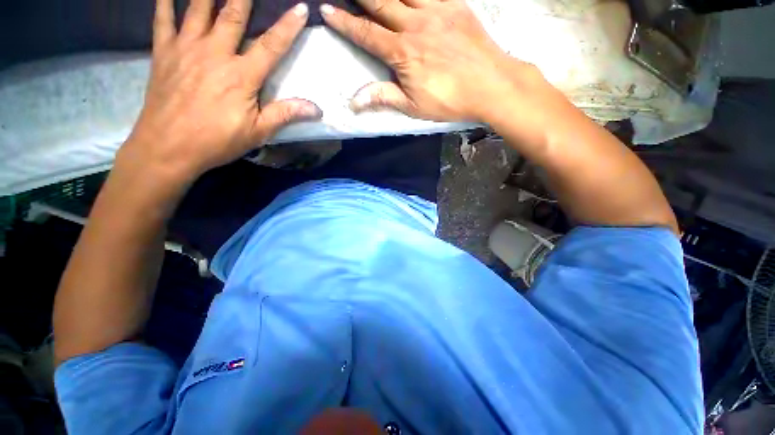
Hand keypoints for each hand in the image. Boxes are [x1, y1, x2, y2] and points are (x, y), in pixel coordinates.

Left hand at [121, 0, 320, 183]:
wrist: (168, 147)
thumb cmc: (217, 140)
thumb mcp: (258, 132)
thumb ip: (286, 114)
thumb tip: (317, 109)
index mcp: (242, 75)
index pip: (271, 45)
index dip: (288, 27)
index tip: (301, 8)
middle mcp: (215, 53)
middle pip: (233, 14)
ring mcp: (186, 49)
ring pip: (199, 9)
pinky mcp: (163, 53)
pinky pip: (162, 19)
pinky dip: (165, 1)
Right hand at [321, 0, 540, 122]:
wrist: (490, 85)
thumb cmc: (450, 100)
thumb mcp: (413, 106)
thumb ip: (383, 97)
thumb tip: (354, 101)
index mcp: (403, 53)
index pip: (366, 33)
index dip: (345, 22)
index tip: (327, 11)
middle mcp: (415, 25)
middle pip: (380, 2)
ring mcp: (436, 11)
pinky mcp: (455, 5)